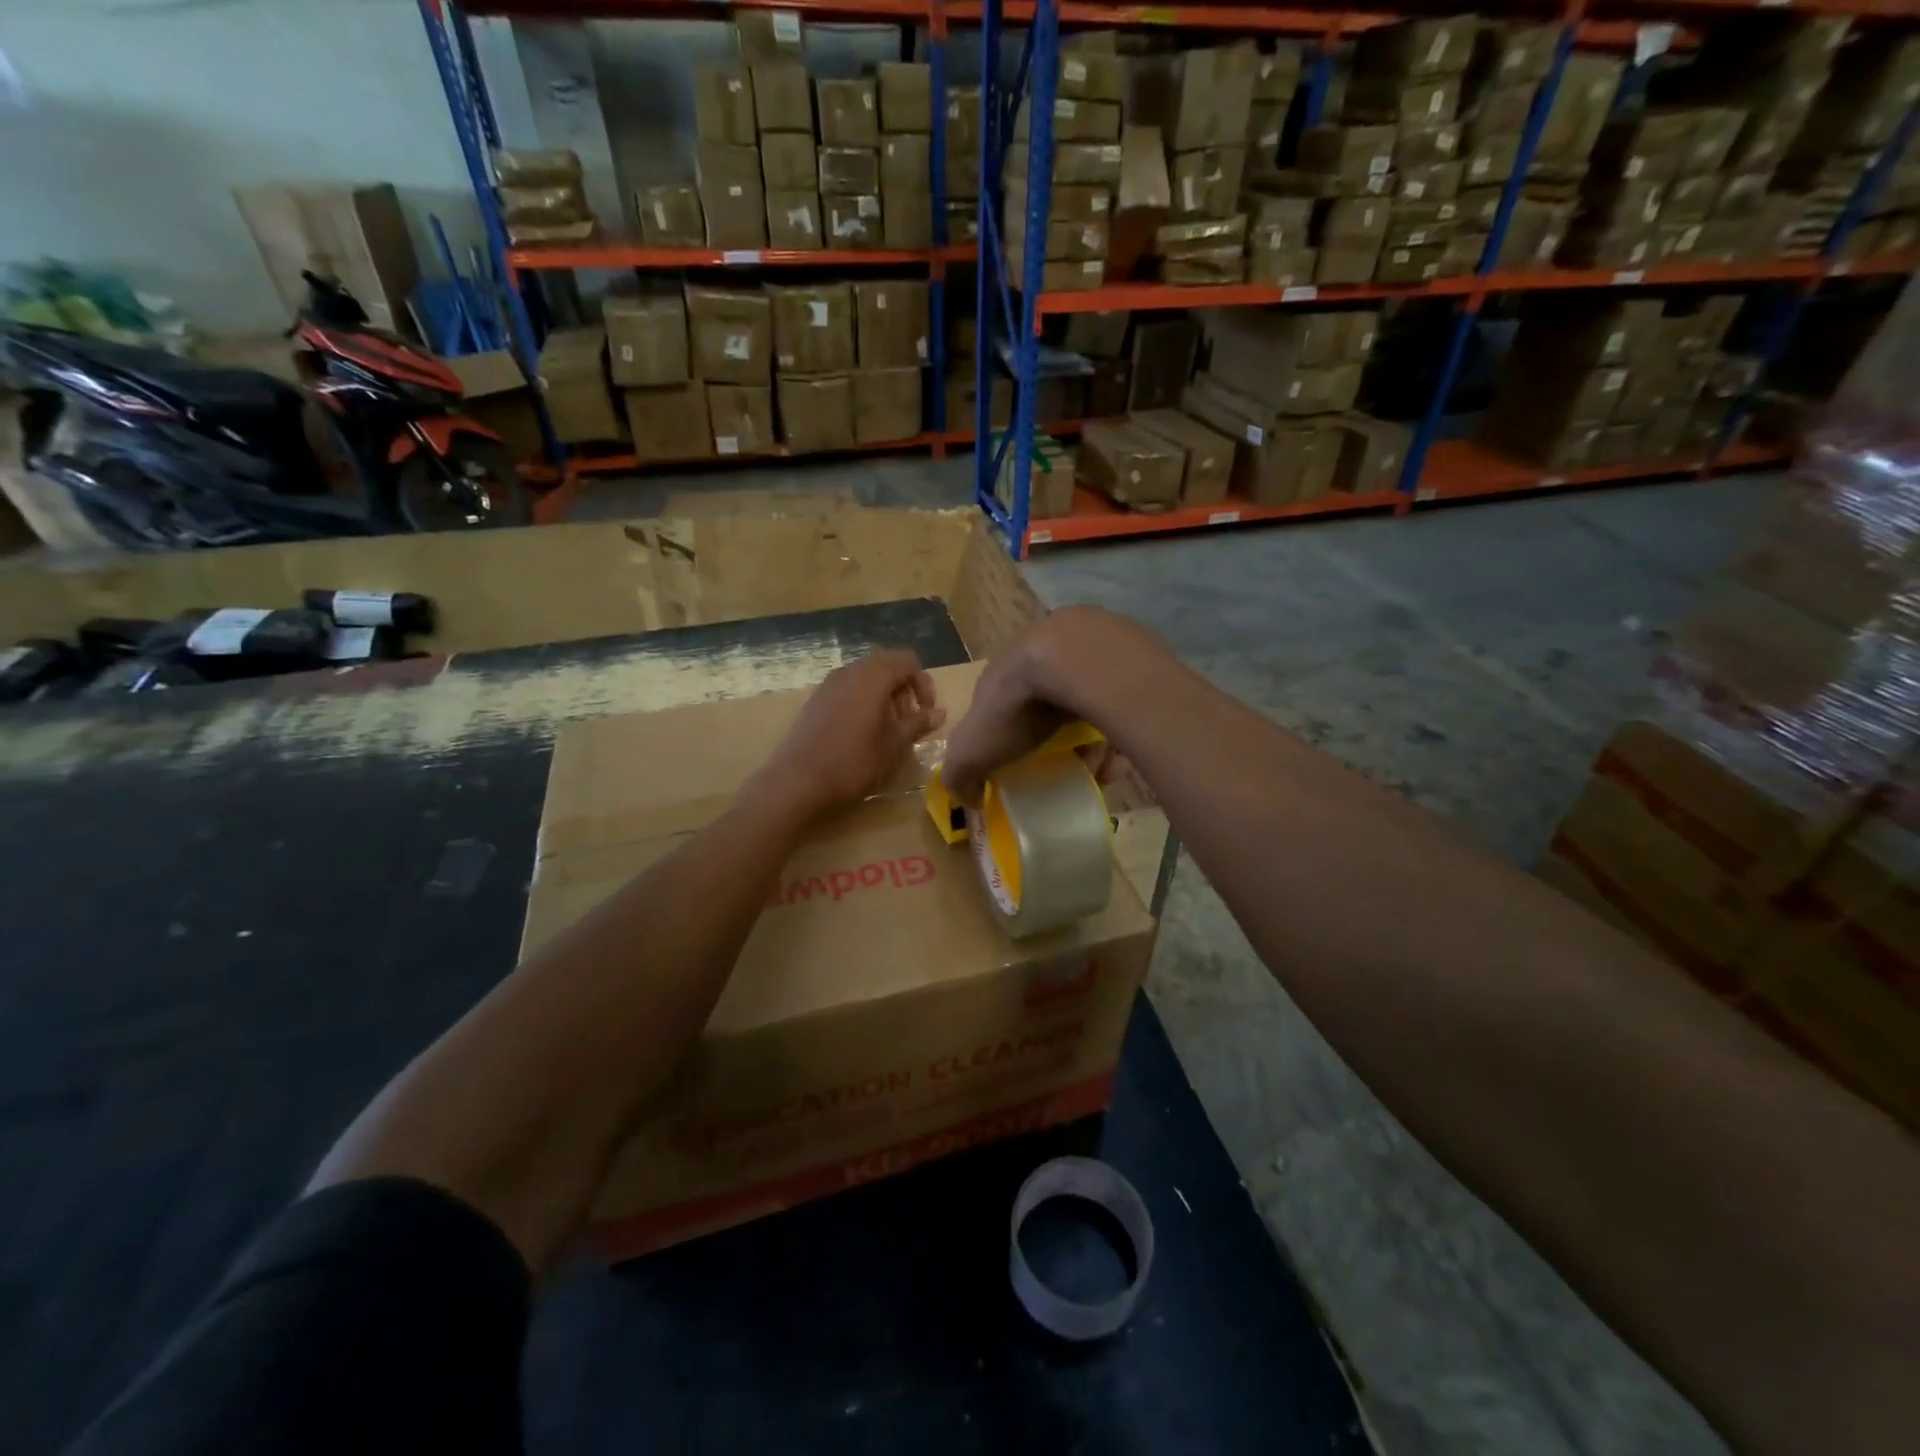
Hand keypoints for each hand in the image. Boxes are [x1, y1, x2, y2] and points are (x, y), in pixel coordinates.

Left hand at [758, 651, 944, 818]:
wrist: (798, 781)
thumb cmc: (854, 763)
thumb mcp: (895, 745)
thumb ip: (918, 723)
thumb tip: (940, 712)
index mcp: (873, 677)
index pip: (907, 661)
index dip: (923, 683)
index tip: (926, 713)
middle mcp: (850, 672)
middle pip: (886, 665)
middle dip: (904, 688)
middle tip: (909, 720)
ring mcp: (829, 684)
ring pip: (865, 677)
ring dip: (883, 695)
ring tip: (888, 729)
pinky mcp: (815, 700)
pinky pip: (847, 689)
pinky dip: (863, 701)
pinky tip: (862, 732)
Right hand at [943, 606, 1170, 806]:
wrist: (1076, 661)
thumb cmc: (1017, 706)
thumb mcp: (972, 748)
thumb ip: (961, 775)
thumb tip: (969, 800)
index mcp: (1004, 675)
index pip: (1001, 708)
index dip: (1007, 740)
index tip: (1020, 770)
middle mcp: (1041, 658)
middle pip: (1047, 709)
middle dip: (1055, 743)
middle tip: (1065, 770)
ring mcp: (1083, 652)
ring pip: (1086, 706)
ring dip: (1090, 743)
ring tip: (1098, 771)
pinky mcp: (1122, 656)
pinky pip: (1120, 703)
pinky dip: (1118, 732)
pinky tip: (1119, 759)